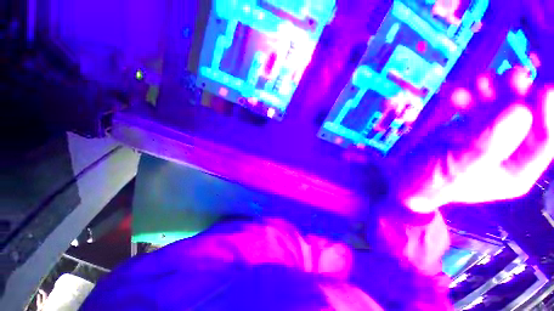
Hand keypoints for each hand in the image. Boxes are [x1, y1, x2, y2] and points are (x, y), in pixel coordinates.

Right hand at [397, 67, 553, 212]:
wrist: (404, 178)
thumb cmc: (429, 182)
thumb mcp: (458, 168)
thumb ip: (487, 145)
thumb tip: (522, 111)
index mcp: (516, 171)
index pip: (546, 141)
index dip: (549, 115)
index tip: (544, 88)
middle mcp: (509, 152)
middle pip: (527, 119)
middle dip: (521, 96)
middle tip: (512, 76)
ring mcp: (488, 137)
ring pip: (501, 108)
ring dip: (493, 92)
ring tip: (479, 81)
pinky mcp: (468, 128)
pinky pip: (475, 108)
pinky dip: (468, 98)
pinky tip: (455, 95)